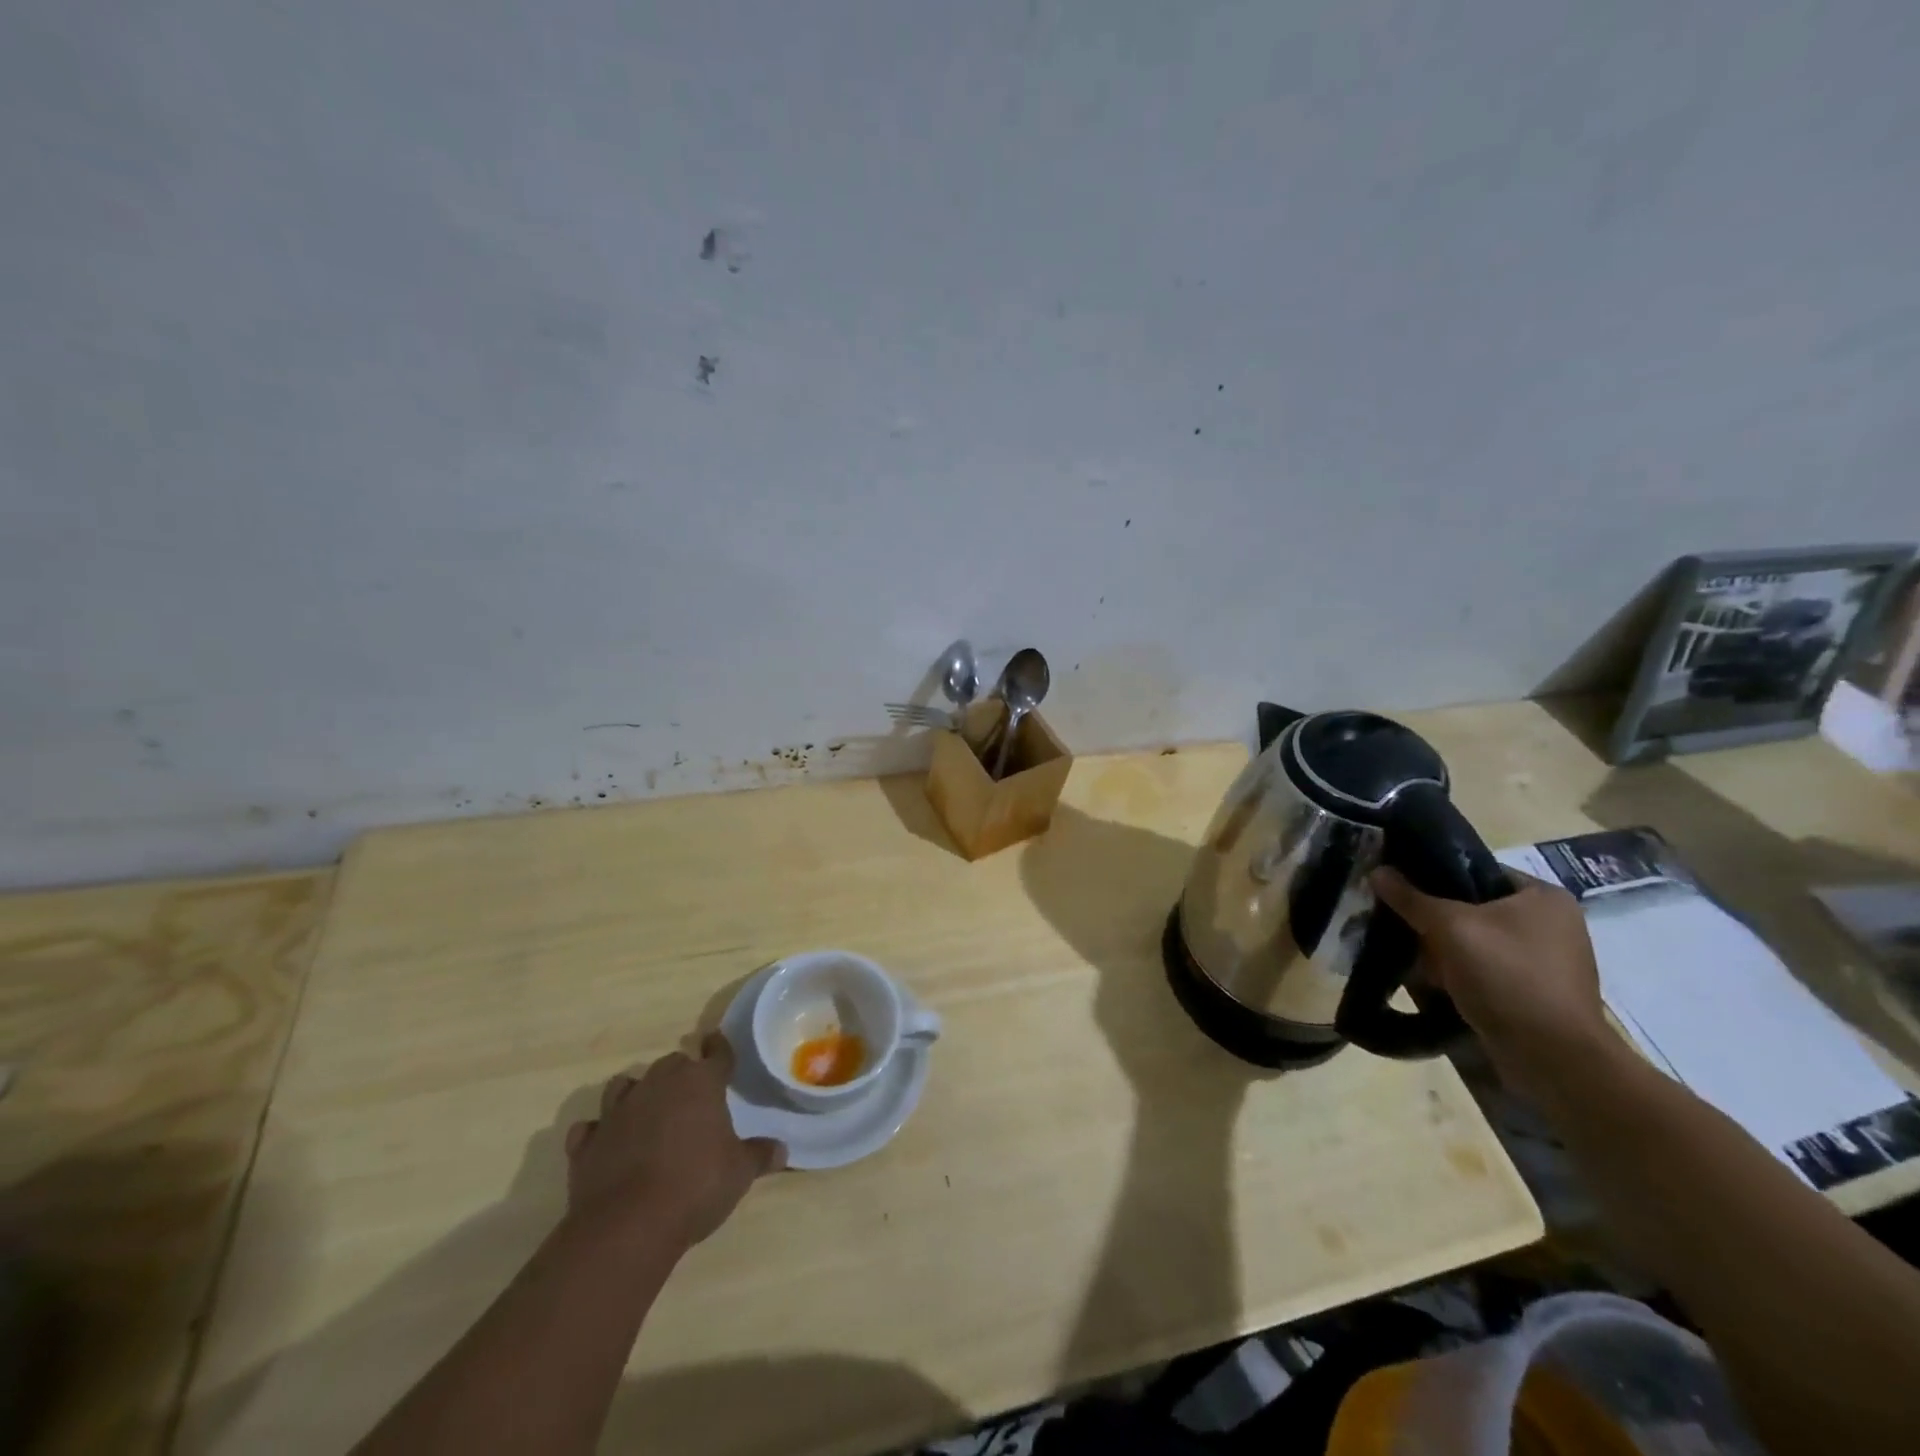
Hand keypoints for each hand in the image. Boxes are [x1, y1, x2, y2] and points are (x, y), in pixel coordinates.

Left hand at [565, 1033, 784, 1249]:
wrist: (627, 1226)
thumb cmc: (696, 1187)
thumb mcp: (739, 1173)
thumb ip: (759, 1155)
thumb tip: (782, 1150)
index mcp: (700, 1083)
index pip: (716, 1054)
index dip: (719, 1048)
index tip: (718, 1042)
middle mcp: (658, 1085)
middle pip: (671, 1064)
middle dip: (681, 1073)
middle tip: (690, 1092)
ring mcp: (618, 1112)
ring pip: (625, 1085)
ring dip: (636, 1093)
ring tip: (645, 1109)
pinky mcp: (587, 1143)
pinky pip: (591, 1128)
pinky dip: (599, 1132)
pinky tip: (606, 1144)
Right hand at [1371, 866, 1618, 1103]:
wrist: (1552, 1058)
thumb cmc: (1506, 976)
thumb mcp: (1449, 927)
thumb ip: (1411, 898)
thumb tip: (1377, 871)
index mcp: (1544, 897)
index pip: (1477, 870)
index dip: (1435, 875)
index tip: (1400, 887)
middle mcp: (1552, 924)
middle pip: (1474, 908)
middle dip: (1435, 920)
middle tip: (1400, 923)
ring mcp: (1546, 962)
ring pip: (1476, 942)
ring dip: (1443, 950)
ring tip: (1409, 955)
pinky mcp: (1535, 994)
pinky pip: (1485, 970)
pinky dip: (1459, 974)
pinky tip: (1432, 982)